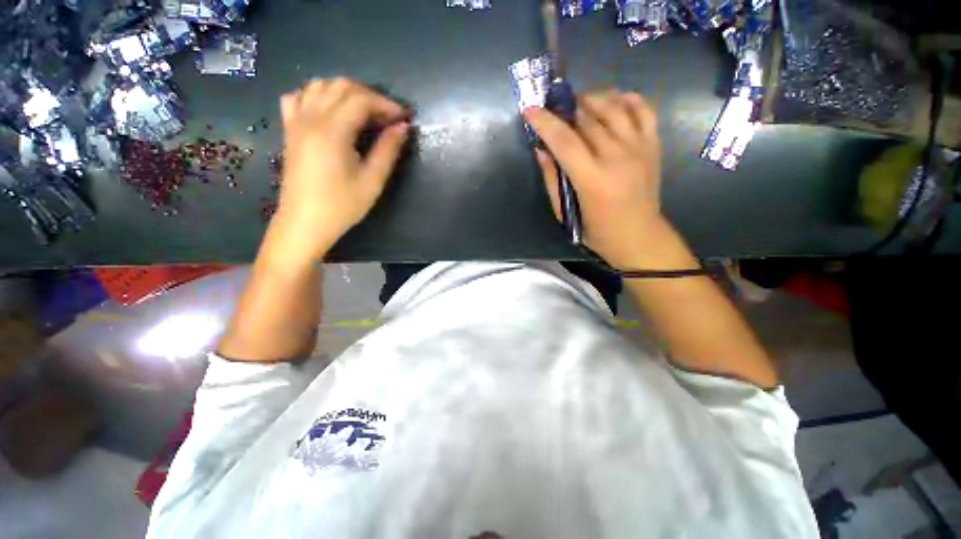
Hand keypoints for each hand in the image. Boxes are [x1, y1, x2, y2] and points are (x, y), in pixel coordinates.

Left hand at [271, 78, 409, 260]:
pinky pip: (298, 97)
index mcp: (332, 131)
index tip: (403, 118)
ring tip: (364, 112)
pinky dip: (317, 95)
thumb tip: (402, 127)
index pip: (361, 100)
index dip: (386, 104)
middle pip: (341, 86)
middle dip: (369, 95)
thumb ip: (388, 150)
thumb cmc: (342, 206)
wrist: (305, 222)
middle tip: (387, 117)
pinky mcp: (289, 130)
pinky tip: (330, 110)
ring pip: (319, 86)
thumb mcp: (372, 181)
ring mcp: (296, 122)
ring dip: (345, 92)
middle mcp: (311, 118)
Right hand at [524, 90, 662, 267]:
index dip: (545, 122)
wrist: (639, 237)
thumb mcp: (566, 214)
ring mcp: (639, 148)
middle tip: (553, 107)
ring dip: (593, 98)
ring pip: (614, 108)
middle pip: (588, 119)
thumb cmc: (597, 232)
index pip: (564, 141)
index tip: (529, 109)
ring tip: (579, 102)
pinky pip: (644, 110)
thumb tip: (542, 150)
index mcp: (592, 179)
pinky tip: (614, 99)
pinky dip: (628, 99)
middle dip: (566, 108)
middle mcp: (617, 157)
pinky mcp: (653, 145)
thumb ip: (553, 181)